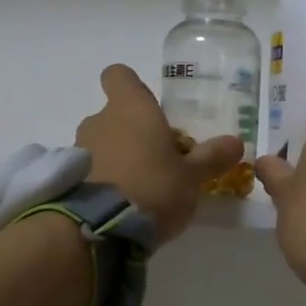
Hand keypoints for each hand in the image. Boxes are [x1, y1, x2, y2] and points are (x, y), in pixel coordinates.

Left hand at [77, 65, 241, 246]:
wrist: (99, 229)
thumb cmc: (153, 188)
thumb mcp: (192, 177)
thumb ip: (212, 157)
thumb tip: (236, 142)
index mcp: (132, 108)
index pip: (119, 76)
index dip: (131, 86)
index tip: (149, 107)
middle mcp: (100, 120)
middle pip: (114, 114)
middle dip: (133, 132)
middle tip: (158, 159)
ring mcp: (78, 148)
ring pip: (101, 142)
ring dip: (117, 156)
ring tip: (139, 187)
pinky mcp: (69, 178)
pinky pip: (89, 168)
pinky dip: (101, 179)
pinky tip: (119, 204)